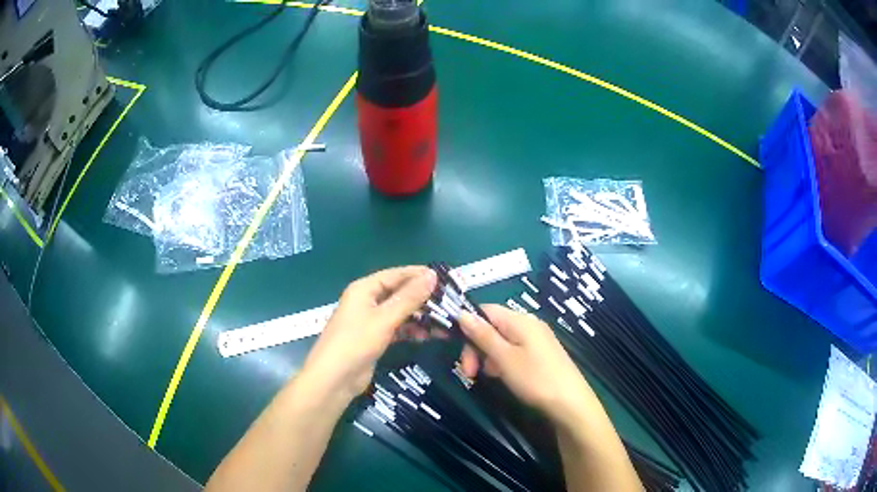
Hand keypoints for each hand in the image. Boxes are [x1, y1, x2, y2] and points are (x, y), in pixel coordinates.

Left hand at [300, 266, 437, 402]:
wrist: (334, 379)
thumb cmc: (356, 342)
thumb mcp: (385, 318)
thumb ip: (409, 297)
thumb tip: (432, 275)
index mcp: (364, 289)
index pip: (396, 274)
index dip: (419, 275)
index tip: (445, 278)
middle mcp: (367, 301)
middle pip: (399, 293)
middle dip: (422, 298)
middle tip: (449, 302)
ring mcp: (370, 321)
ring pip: (400, 312)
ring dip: (419, 316)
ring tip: (444, 321)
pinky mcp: (374, 338)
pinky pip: (397, 328)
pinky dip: (411, 330)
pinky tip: (428, 336)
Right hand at [458, 305, 593, 426]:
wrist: (570, 403)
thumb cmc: (535, 379)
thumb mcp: (504, 358)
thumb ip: (483, 335)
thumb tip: (461, 313)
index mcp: (520, 320)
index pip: (485, 310)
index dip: (467, 325)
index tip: (453, 347)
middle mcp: (529, 324)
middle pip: (492, 327)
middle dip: (476, 346)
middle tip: (469, 372)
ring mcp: (537, 339)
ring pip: (501, 341)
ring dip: (488, 356)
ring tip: (487, 377)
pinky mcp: (541, 354)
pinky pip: (514, 351)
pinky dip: (502, 362)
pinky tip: (502, 377)